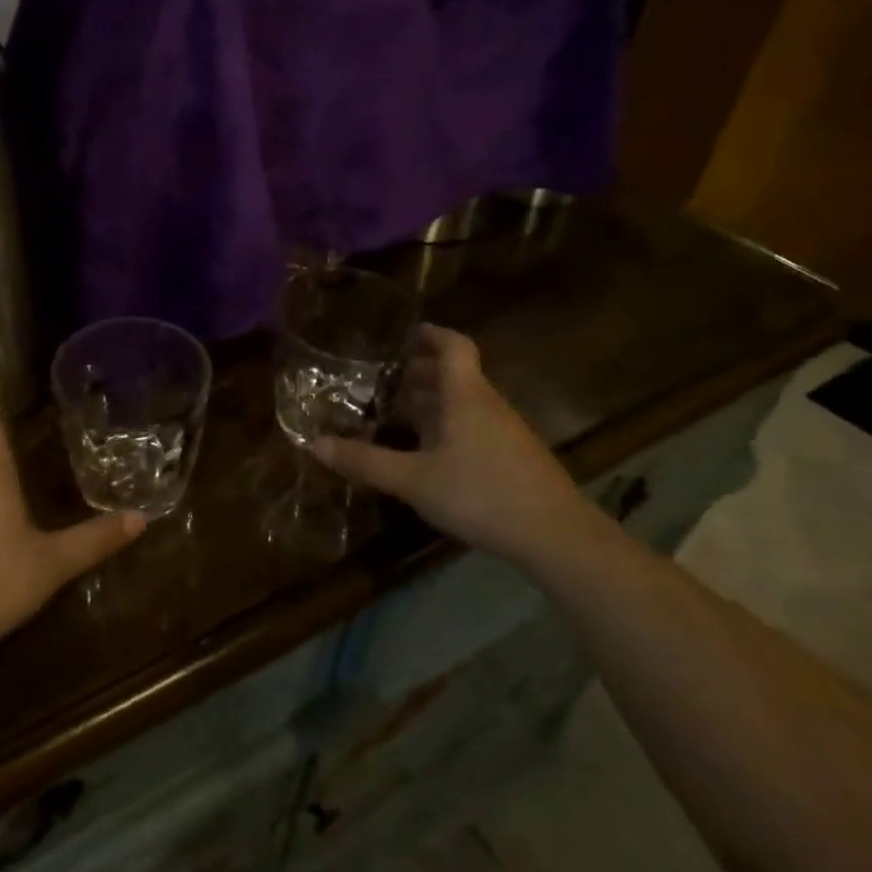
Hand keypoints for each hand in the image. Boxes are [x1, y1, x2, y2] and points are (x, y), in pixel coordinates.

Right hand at [313, 325, 596, 565]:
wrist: (557, 537)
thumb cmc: (481, 494)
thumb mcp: (414, 480)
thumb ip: (365, 461)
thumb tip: (314, 444)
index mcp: (464, 395)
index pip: (452, 345)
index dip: (429, 333)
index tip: (400, 334)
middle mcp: (486, 403)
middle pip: (453, 373)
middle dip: (418, 371)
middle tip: (379, 377)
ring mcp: (504, 430)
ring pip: (462, 401)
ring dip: (430, 400)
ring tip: (394, 413)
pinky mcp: (512, 455)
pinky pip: (472, 424)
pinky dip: (445, 424)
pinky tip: (426, 451)